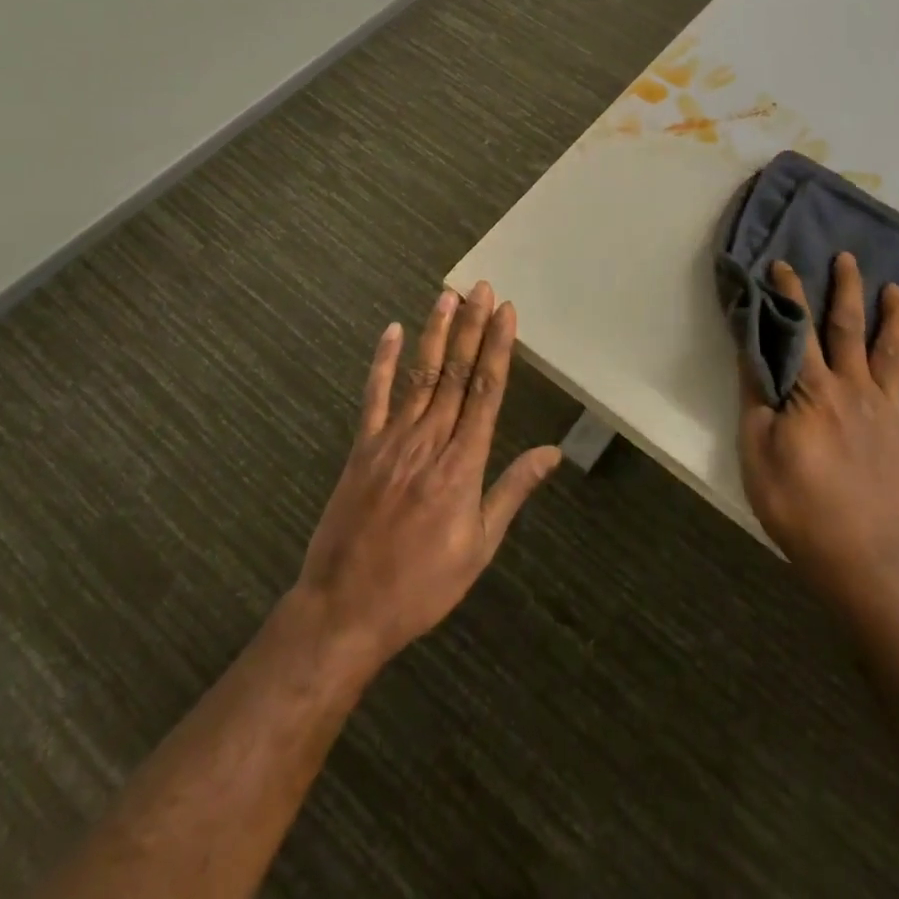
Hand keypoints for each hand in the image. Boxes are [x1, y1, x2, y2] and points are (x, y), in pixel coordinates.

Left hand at [293, 282, 561, 669]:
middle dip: (472, 327)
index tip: (507, 312)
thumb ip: (513, 491)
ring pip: (420, 375)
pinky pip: (374, 397)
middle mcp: (430, 441)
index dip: (498, 348)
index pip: (487, 392)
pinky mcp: (362, 448)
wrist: (345, 610)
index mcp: (463, 465)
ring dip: (436, 333)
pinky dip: (382, 362)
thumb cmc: (422, 585)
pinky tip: (392, 331)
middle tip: (482, 288)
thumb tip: (553, 452)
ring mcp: (392, 441)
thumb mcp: (479, 547)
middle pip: (457, 373)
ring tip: (448, 296)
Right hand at [738, 252, 898, 611]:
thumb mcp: (757, 451)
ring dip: (894, 317)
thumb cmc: (799, 506)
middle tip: (848, 257)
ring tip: (896, 288)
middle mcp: (855, 390)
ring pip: (894, 354)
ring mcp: (891, 414)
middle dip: (847, 290)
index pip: (798, 330)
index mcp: (814, 391)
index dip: (790, 294)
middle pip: (850, 329)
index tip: (782, 264)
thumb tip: (754, 350)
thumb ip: (757, 396)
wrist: (863, 562)